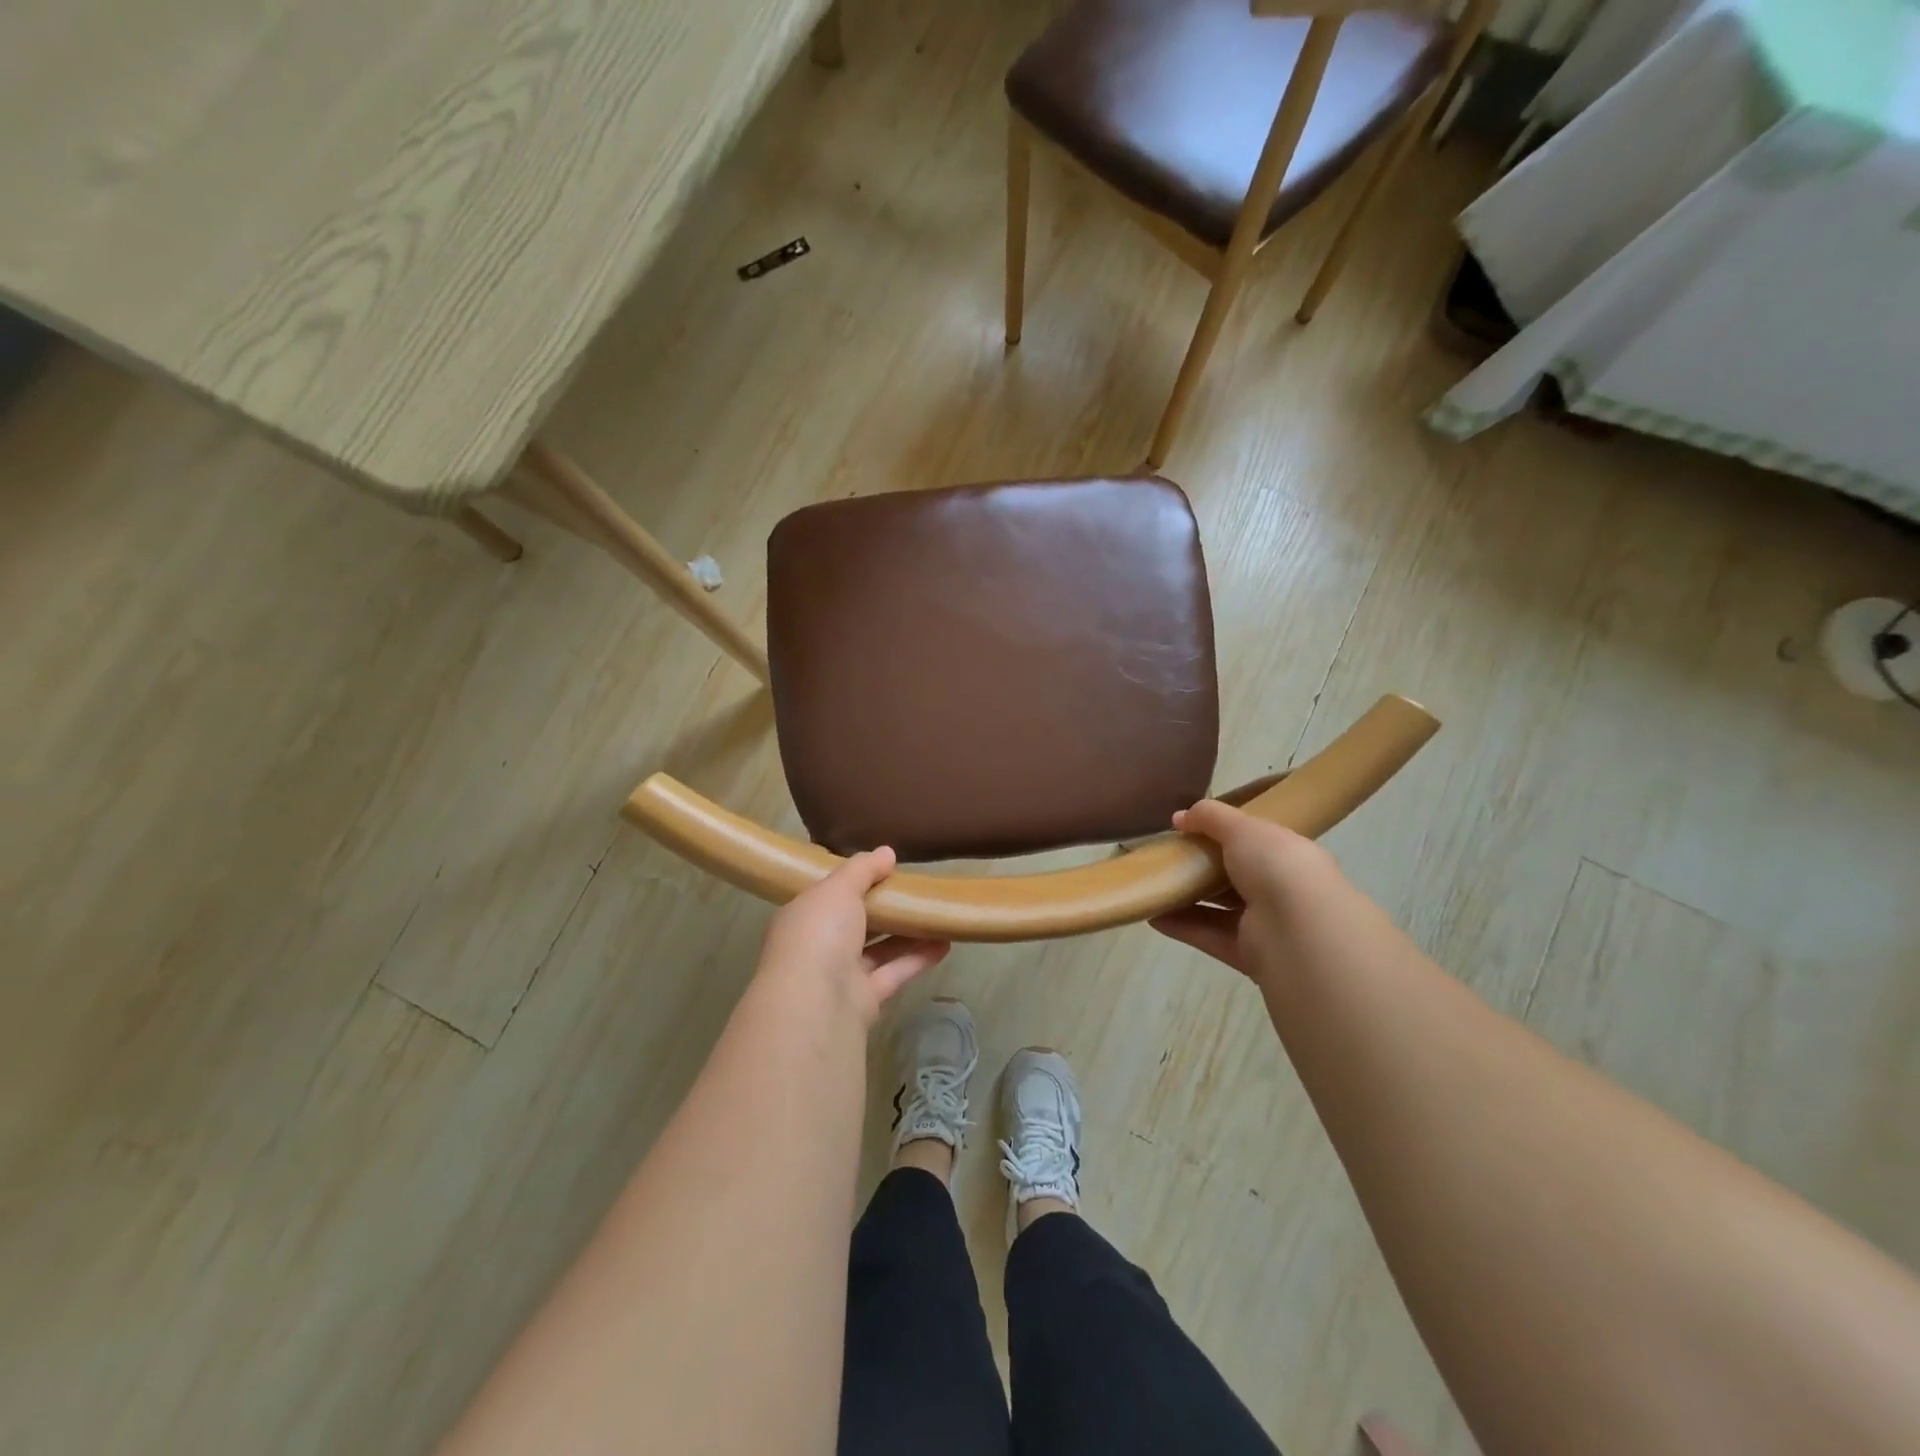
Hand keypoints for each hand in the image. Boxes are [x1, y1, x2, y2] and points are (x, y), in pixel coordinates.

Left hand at [753, 848, 949, 1027]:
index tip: (884, 870)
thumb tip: (886, 852)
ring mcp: (840, 975)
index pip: (829, 895)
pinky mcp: (865, 999)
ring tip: (938, 914)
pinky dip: (918, 958)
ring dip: (907, 933)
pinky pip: (894, 972)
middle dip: (884, 908)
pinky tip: (946, 943)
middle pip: (856, 923)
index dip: (855, 882)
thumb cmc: (820, 932)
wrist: (815, 1002)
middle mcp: (819, 946)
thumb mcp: (839, 888)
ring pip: (878, 949)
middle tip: (915, 889)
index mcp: (804, 916)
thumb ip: (863, 869)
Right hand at [1150, 799, 1342, 983]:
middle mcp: (1281, 889)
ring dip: (1188, 899)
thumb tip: (1179, 817)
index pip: (1257, 842)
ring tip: (1154, 886)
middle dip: (1203, 867)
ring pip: (1220, 909)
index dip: (1226, 833)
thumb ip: (1210, 817)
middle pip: (1236, 876)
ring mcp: (1266, 924)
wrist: (1300, 930)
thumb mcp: (1242, 827)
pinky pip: (1209, 936)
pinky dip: (1182, 927)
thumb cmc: (1276, 867)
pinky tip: (1153, 915)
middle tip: (1168, 857)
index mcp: (1288, 855)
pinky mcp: (1248, 954)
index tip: (1191, 829)